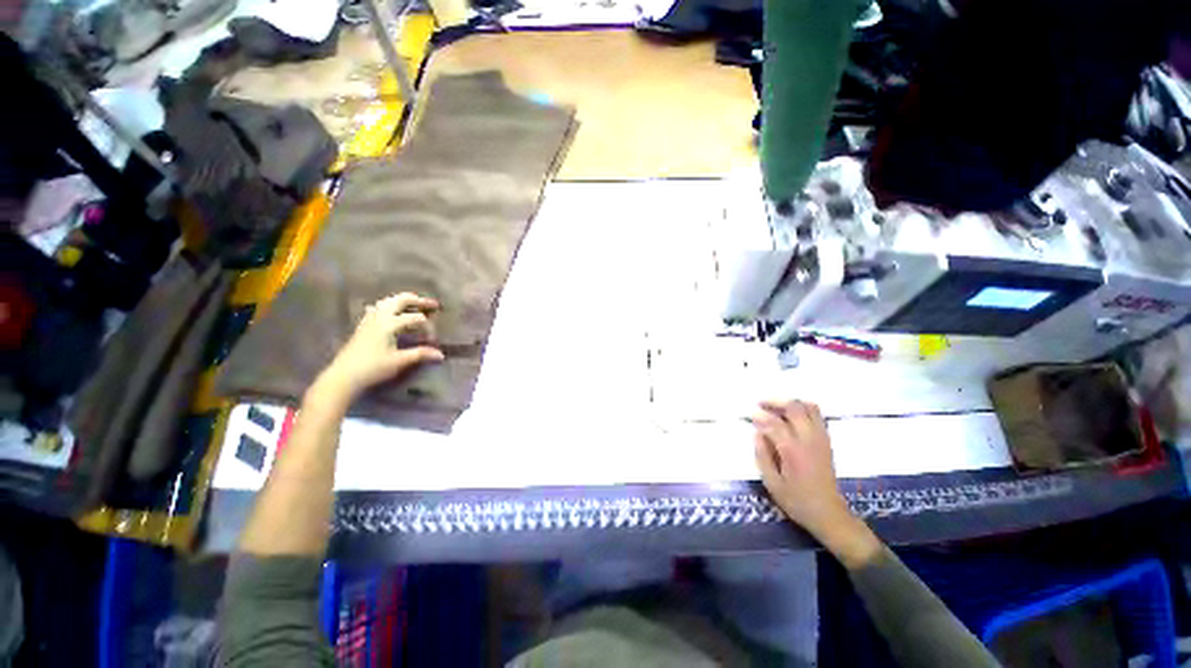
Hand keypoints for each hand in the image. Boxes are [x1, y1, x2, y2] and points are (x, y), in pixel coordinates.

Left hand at [318, 293, 444, 400]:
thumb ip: (420, 354)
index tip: (433, 341)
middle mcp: (380, 317)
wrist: (344, 376)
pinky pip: (378, 308)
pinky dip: (389, 305)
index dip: (428, 327)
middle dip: (419, 301)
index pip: (416, 318)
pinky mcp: (364, 325)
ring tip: (416, 304)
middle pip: (401, 300)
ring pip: (388, 301)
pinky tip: (390, 310)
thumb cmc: (373, 368)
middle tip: (433, 304)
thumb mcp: (399, 361)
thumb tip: (441, 354)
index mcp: (389, 324)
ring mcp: (370, 319)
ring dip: (404, 301)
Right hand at [753, 399, 880, 567]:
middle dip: (775, 402)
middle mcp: (809, 440)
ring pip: (809, 407)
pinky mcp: (827, 441)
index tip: (749, 414)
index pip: (774, 423)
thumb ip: (762, 456)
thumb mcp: (772, 483)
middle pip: (794, 408)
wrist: (829, 514)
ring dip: (791, 403)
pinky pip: (817, 415)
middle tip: (761, 404)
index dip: (759, 416)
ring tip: (776, 408)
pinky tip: (792, 416)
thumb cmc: (797, 500)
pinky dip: (803, 409)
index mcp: (793, 450)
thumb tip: (757, 433)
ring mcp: (820, 438)